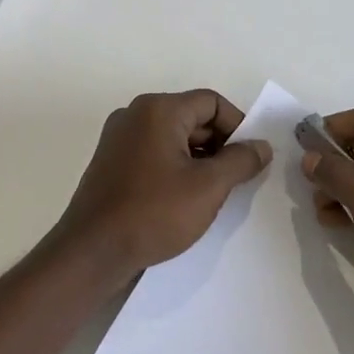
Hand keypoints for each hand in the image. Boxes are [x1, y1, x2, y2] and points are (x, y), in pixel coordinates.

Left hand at [51, 90, 271, 289]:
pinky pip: (154, 153)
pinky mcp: (111, 163)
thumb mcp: (208, 187)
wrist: (92, 251)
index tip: (250, 159)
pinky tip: (184, 199)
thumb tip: (261, 146)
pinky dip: (175, 168)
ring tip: (212, 194)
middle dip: (219, 145)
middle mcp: (135, 115)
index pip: (211, 102)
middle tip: (236, 180)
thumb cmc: (154, 213)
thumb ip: (240, 161)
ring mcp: (119, 139)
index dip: (238, 126)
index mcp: (158, 109)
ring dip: (199, 159)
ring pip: (173, 137)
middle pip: (192, 117)